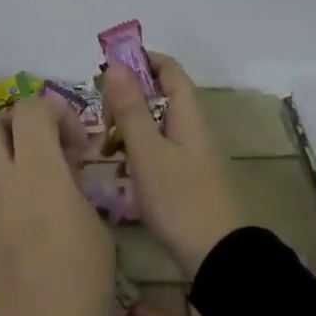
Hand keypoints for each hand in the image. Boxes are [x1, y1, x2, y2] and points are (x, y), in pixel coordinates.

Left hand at [0, 95, 117, 315]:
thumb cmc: (81, 292)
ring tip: (29, 174)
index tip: (76, 144)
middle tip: (47, 149)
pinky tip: (19, 209)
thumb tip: (64, 176)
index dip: (56, 111)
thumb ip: (77, 190)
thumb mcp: (98, 233)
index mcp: (37, 173)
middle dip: (19, 123)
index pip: (31, 109)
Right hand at [99, 54, 243, 278]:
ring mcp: (191, 153)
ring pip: (156, 124)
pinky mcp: (186, 176)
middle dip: (128, 97)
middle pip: (160, 95)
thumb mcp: (147, 151)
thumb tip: (116, 65)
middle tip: (100, 116)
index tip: (108, 68)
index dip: (141, 60)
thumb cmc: (179, 198)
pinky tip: (119, 168)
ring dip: (129, 126)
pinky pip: (158, 148)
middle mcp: (193, 127)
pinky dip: (137, 149)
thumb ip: (130, 108)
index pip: (169, 69)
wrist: (214, 254)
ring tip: (103, 144)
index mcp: (188, 114)